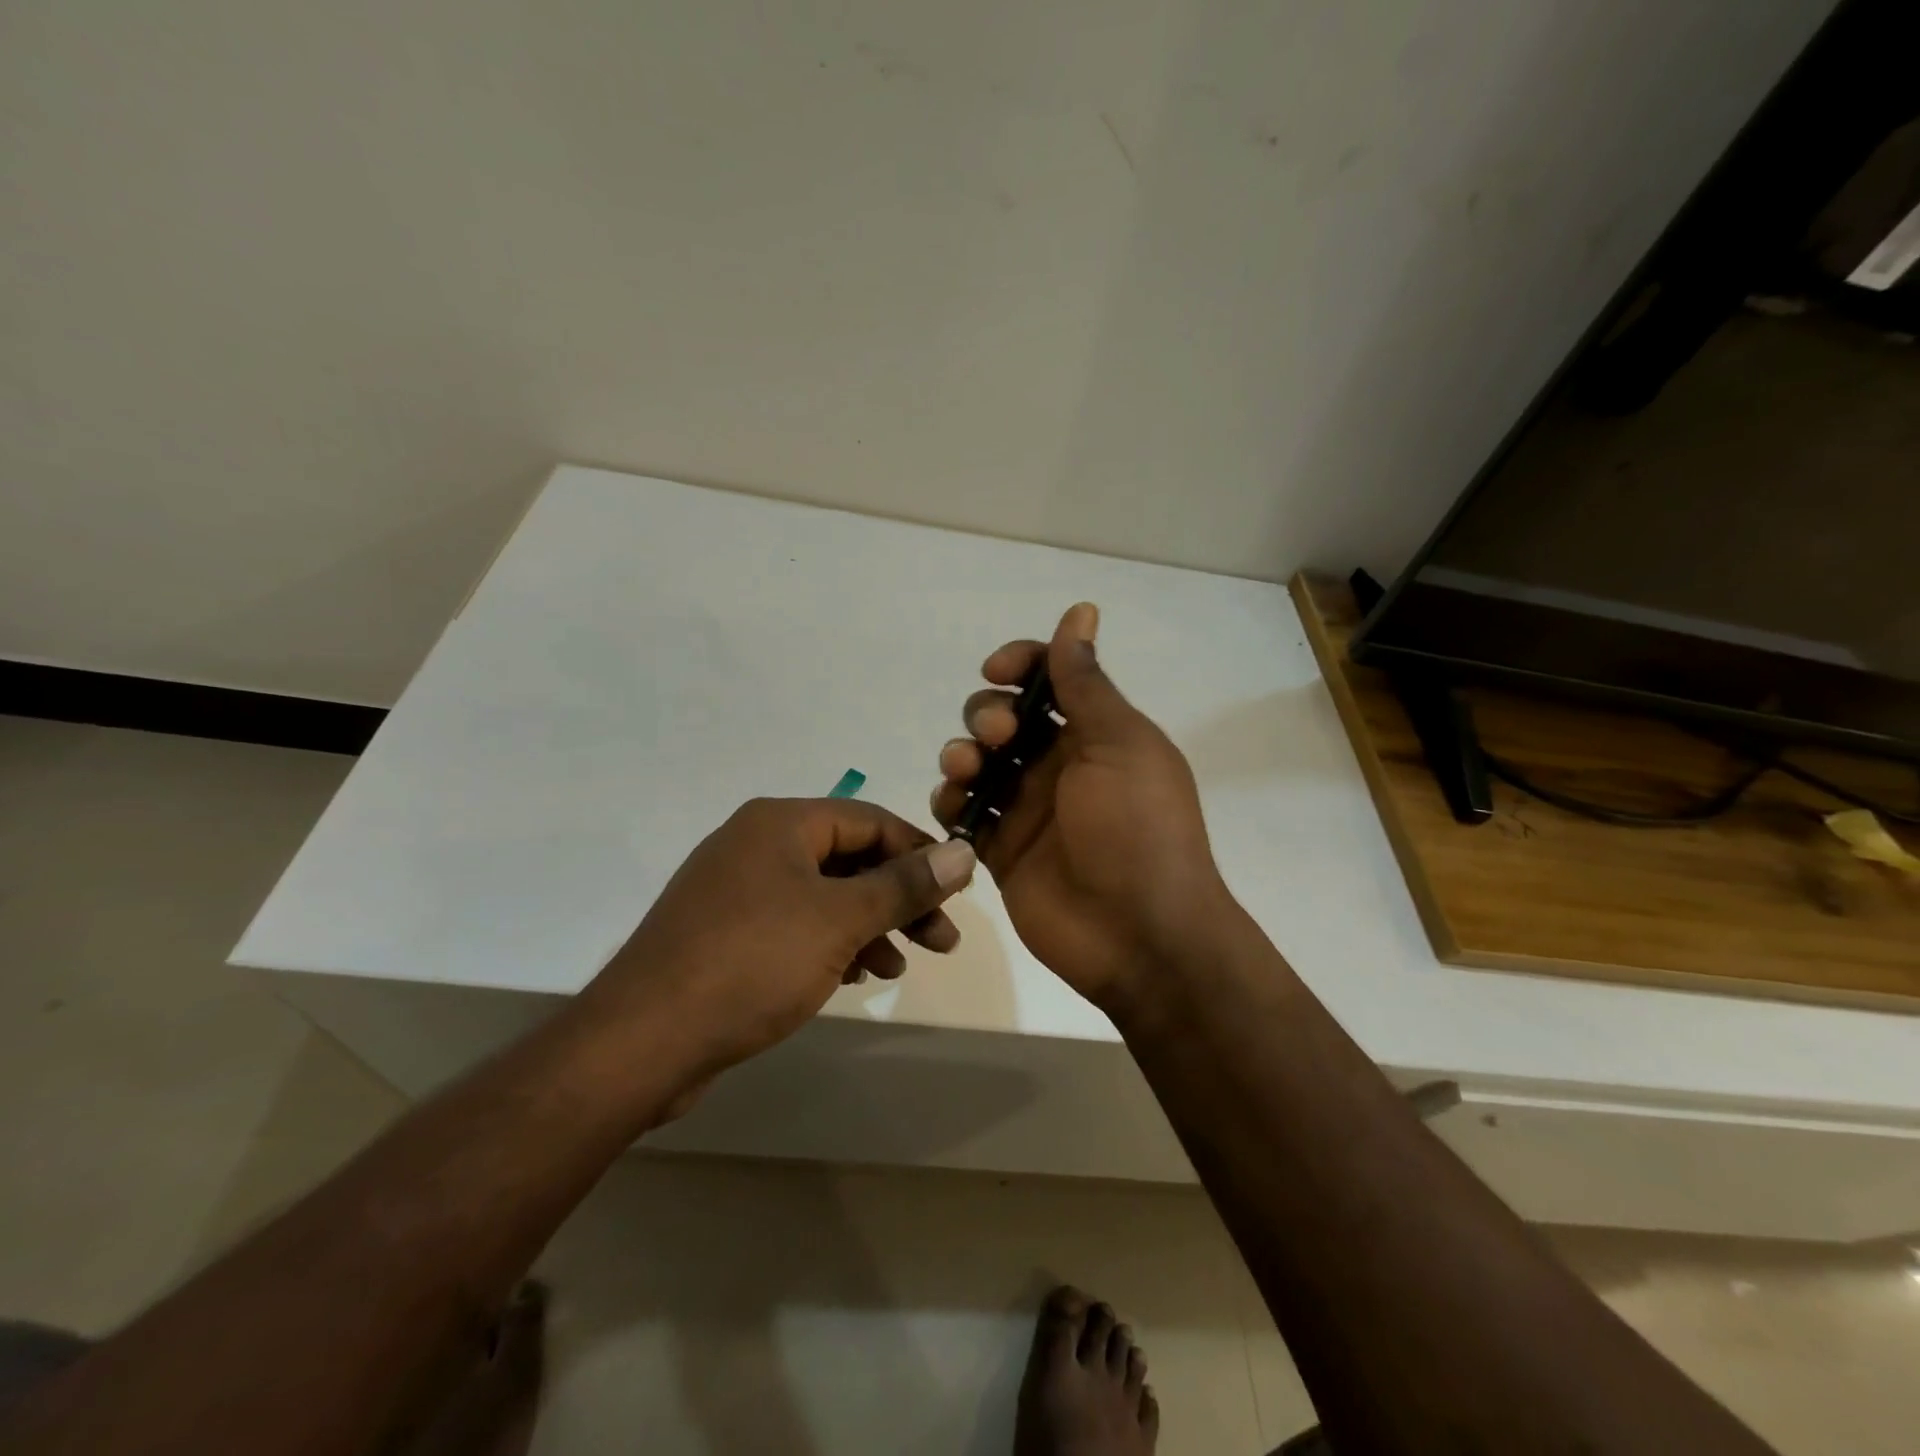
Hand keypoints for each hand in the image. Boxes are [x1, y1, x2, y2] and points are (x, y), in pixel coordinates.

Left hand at [580, 797, 976, 1086]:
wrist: (642, 1041)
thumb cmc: (751, 963)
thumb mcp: (839, 920)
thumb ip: (904, 885)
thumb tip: (963, 851)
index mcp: (779, 823)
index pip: (870, 820)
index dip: (919, 852)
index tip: (958, 891)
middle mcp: (757, 845)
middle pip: (849, 858)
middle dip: (899, 898)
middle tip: (942, 939)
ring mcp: (738, 890)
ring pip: (825, 895)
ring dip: (871, 925)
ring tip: (904, 964)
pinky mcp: (728, 933)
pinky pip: (797, 924)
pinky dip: (834, 943)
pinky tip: (858, 975)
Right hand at [932, 603, 1232, 1016]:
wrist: (1140, 935)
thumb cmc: (1137, 829)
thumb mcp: (1120, 744)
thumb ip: (1086, 682)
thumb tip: (1081, 610)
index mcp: (1096, 734)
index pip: (1049, 680)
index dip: (1020, 664)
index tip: (997, 671)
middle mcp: (1059, 765)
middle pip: (1003, 719)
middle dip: (987, 715)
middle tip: (997, 739)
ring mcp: (1029, 810)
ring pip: (977, 764)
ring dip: (961, 755)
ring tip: (966, 773)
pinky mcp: (1003, 851)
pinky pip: (965, 814)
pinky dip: (952, 803)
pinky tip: (955, 807)